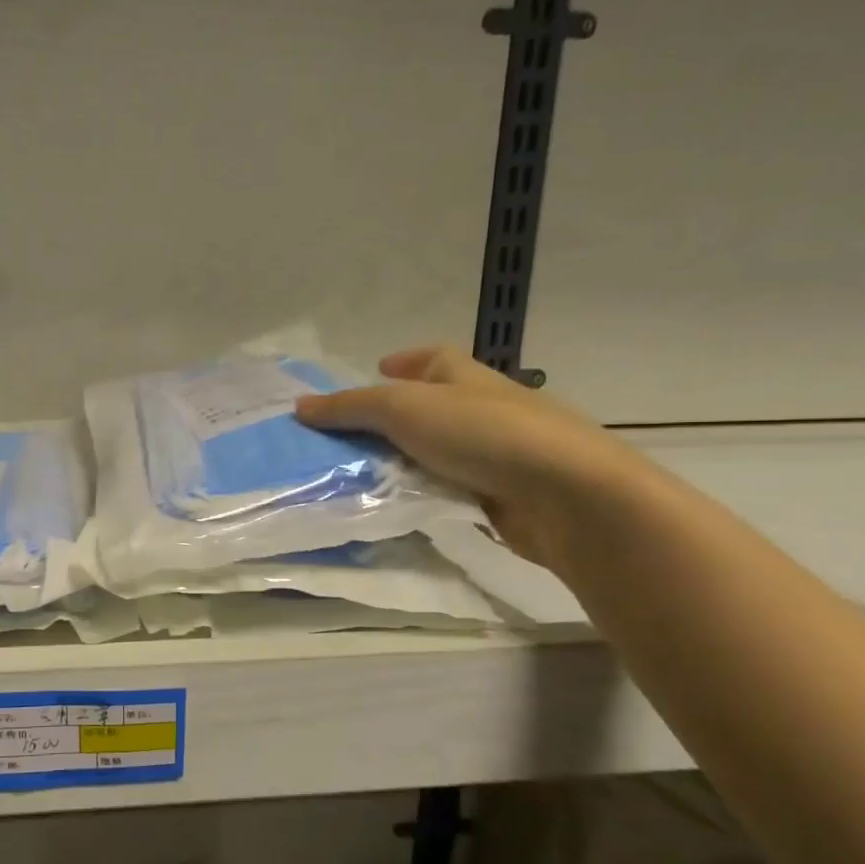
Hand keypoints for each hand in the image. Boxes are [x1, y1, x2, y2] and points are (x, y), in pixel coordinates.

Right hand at [295, 346, 648, 567]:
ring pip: (437, 451)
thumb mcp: (403, 409)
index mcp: (464, 376)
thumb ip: (350, 408)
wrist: (565, 494)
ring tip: (358, 475)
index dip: (404, 360)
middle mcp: (481, 408)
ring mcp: (495, 453)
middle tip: (346, 435)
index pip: (432, 358)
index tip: (377, 368)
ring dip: (404, 460)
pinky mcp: (501, 494)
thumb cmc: (482, 434)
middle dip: (391, 417)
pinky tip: (398, 506)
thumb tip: (299, 407)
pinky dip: (424, 493)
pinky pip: (450, 488)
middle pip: (430, 406)